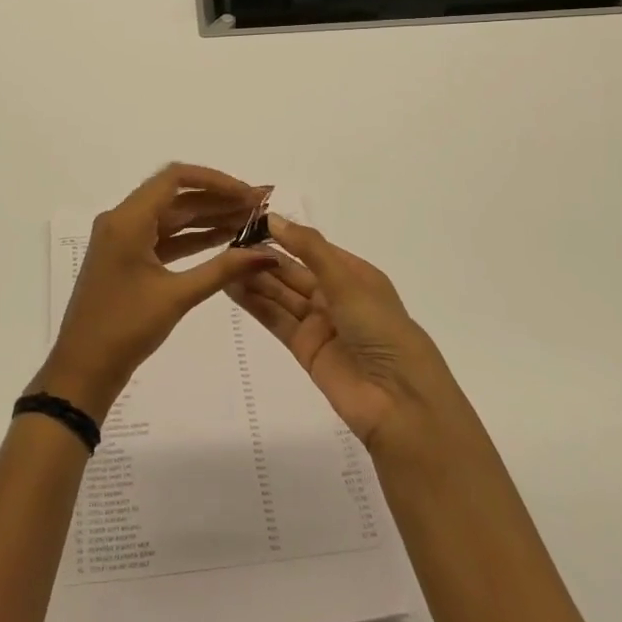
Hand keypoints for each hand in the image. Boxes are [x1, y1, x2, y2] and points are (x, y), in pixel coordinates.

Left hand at [35, 164, 275, 417]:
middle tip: (260, 206)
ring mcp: (123, 239)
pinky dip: (192, 238)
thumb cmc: (125, 328)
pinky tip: (225, 240)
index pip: (175, 178)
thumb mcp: (177, 297)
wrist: (83, 370)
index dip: (216, 180)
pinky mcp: (127, 258)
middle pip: (176, 196)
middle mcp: (122, 220)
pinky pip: (164, 237)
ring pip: (172, 217)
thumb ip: (223, 269)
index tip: (249, 193)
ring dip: (208, 218)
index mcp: (127, 219)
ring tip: (250, 221)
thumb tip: (267, 254)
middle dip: (218, 199)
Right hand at [228, 214, 461, 452]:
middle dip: (264, 256)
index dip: (283, 234)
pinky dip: (255, 304)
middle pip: (293, 271)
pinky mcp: (305, 349)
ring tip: (222, 261)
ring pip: (281, 294)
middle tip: (228, 241)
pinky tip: (231, 287)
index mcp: (354, 274)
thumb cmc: (382, 329)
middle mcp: (336, 295)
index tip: (249, 220)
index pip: (312, 247)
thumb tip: (272, 218)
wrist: (399, 403)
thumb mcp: (347, 281)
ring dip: (255, 278)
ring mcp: (320, 323)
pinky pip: (276, 320)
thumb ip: (308, 249)